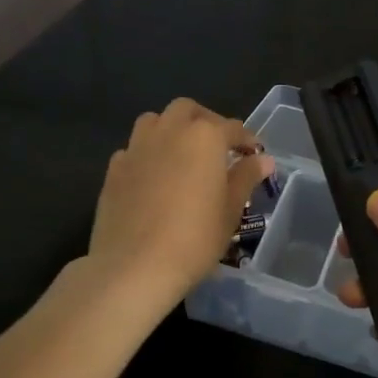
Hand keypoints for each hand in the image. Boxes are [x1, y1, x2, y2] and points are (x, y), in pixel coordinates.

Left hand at [87, 99, 272, 315]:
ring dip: (172, 129)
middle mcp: (169, 131)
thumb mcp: (230, 210)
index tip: (254, 156)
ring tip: (182, 155)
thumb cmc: (194, 239)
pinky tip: (153, 178)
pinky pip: (134, 148)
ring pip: (155, 121)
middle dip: (205, 122)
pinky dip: (148, 154)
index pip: (232, 127)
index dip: (247, 141)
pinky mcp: (114, 168)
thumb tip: (263, 159)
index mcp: (204, 137)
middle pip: (188, 110)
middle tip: (217, 148)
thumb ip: (245, 178)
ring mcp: (137, 147)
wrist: (134, 266)